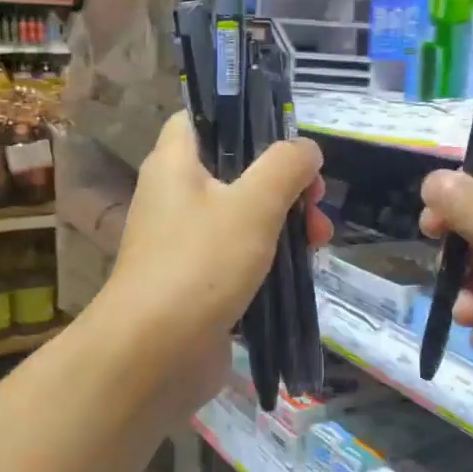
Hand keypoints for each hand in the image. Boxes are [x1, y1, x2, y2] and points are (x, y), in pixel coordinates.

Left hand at [103, 111, 331, 404]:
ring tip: (318, 241)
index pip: (199, 118)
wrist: (154, 355)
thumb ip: (285, 166)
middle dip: (283, 182)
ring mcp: (184, 243)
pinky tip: (301, 271)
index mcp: (173, 164)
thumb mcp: (253, 204)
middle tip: (317, 200)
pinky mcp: (197, 282)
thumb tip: (306, 149)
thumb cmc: (200, 264)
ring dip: (283, 222)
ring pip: (241, 216)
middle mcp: (173, 197)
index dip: (240, 117)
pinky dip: (269, 258)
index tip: (284, 136)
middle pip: (234, 170)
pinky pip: (238, 256)